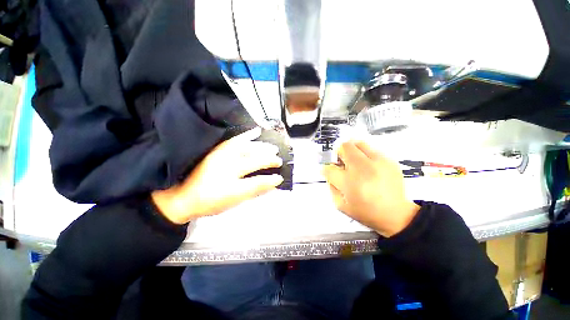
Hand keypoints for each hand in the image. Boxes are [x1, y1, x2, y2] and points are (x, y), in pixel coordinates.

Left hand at [151, 127, 282, 223]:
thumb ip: (254, 191)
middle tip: (279, 160)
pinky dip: (247, 135)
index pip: (257, 181)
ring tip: (273, 147)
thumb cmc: (209, 202)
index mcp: (231, 185)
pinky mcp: (217, 150)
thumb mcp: (234, 201)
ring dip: (263, 147)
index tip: (280, 178)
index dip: (271, 180)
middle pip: (254, 160)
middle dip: (269, 160)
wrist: (183, 196)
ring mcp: (221, 155)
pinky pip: (235, 140)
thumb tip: (272, 184)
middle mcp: (227, 167)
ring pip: (248, 148)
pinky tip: (255, 131)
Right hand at [322, 141, 419, 236]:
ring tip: (354, 161)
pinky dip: (365, 155)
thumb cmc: (366, 212)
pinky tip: (368, 166)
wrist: (396, 215)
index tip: (329, 172)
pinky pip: (371, 149)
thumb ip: (331, 187)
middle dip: (339, 153)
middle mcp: (363, 168)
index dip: (326, 169)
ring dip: (352, 150)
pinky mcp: (389, 160)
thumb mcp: (341, 205)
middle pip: (344, 147)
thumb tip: (329, 172)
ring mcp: (378, 162)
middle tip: (342, 162)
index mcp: (349, 183)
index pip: (329, 168)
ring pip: (358, 143)